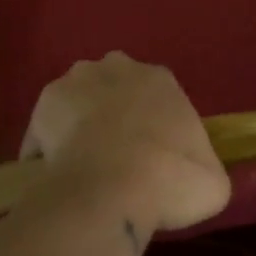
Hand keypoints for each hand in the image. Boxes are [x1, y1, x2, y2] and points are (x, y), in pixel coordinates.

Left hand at [23, 53, 231, 236]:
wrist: (112, 188)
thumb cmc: (171, 179)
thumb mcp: (212, 180)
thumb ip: (202, 167)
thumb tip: (194, 176)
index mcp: (161, 79)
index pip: (158, 96)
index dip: (154, 126)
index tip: (153, 156)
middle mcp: (117, 67)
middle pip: (115, 88)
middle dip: (114, 114)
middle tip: (117, 158)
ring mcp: (76, 81)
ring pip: (79, 101)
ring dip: (81, 125)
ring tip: (85, 168)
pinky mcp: (43, 105)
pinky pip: (47, 129)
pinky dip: (49, 149)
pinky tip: (59, 177)